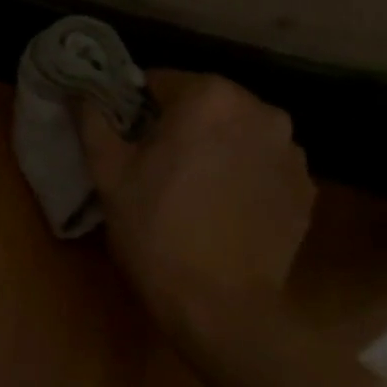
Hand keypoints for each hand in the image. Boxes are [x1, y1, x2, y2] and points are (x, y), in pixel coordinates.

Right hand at [77, 71, 314, 342]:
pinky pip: (264, 165)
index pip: (162, 82)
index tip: (127, 141)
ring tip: (195, 192)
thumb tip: (80, 91)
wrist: (220, 304)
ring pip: (238, 134)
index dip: (137, 109)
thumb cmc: (155, 232)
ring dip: (217, 149)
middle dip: (181, 127)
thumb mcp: (109, 176)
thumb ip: (94, 122)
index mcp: (210, 98)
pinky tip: (226, 210)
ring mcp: (291, 150)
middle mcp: (261, 111)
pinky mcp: (306, 187)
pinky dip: (245, 176)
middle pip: (206, 105)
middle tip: (157, 168)